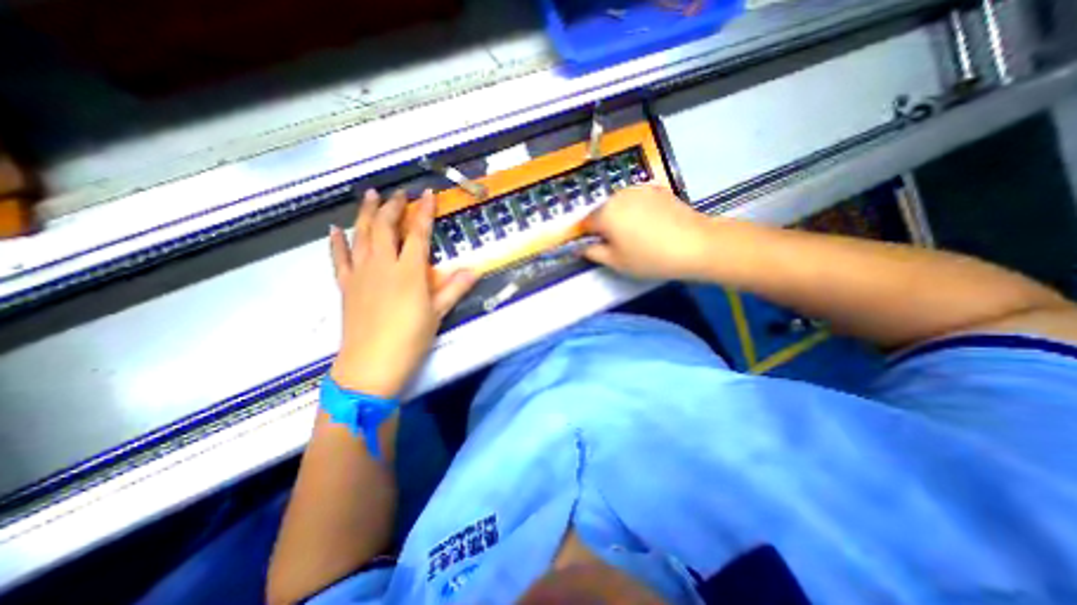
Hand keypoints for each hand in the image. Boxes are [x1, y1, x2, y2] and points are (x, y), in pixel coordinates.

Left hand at [327, 189, 474, 397]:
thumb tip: (474, 270)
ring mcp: (360, 273)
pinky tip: (335, 229)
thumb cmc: (410, 339)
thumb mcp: (437, 313)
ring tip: (370, 195)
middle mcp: (383, 265)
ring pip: (361, 235)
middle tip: (399, 193)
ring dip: (365, 213)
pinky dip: (337, 242)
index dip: (423, 212)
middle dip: (393, 206)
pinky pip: (338, 258)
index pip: (417, 233)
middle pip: (385, 226)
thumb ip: (454, 288)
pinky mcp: (345, 285)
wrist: (371, 365)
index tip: (427, 194)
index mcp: (409, 271)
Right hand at [581, 186, 711, 277]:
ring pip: (620, 204)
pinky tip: (651, 225)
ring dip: (621, 217)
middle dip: (605, 226)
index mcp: (605, 213)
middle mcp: (618, 195)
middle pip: (602, 211)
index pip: (585, 223)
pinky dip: (637, 211)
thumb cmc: (650, 257)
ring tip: (637, 235)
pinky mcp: (657, 189)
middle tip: (619, 244)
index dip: (587, 237)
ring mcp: (639, 189)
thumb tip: (582, 247)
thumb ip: (593, 253)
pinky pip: (637, 200)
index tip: (597, 247)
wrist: (695, 244)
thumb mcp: (616, 262)